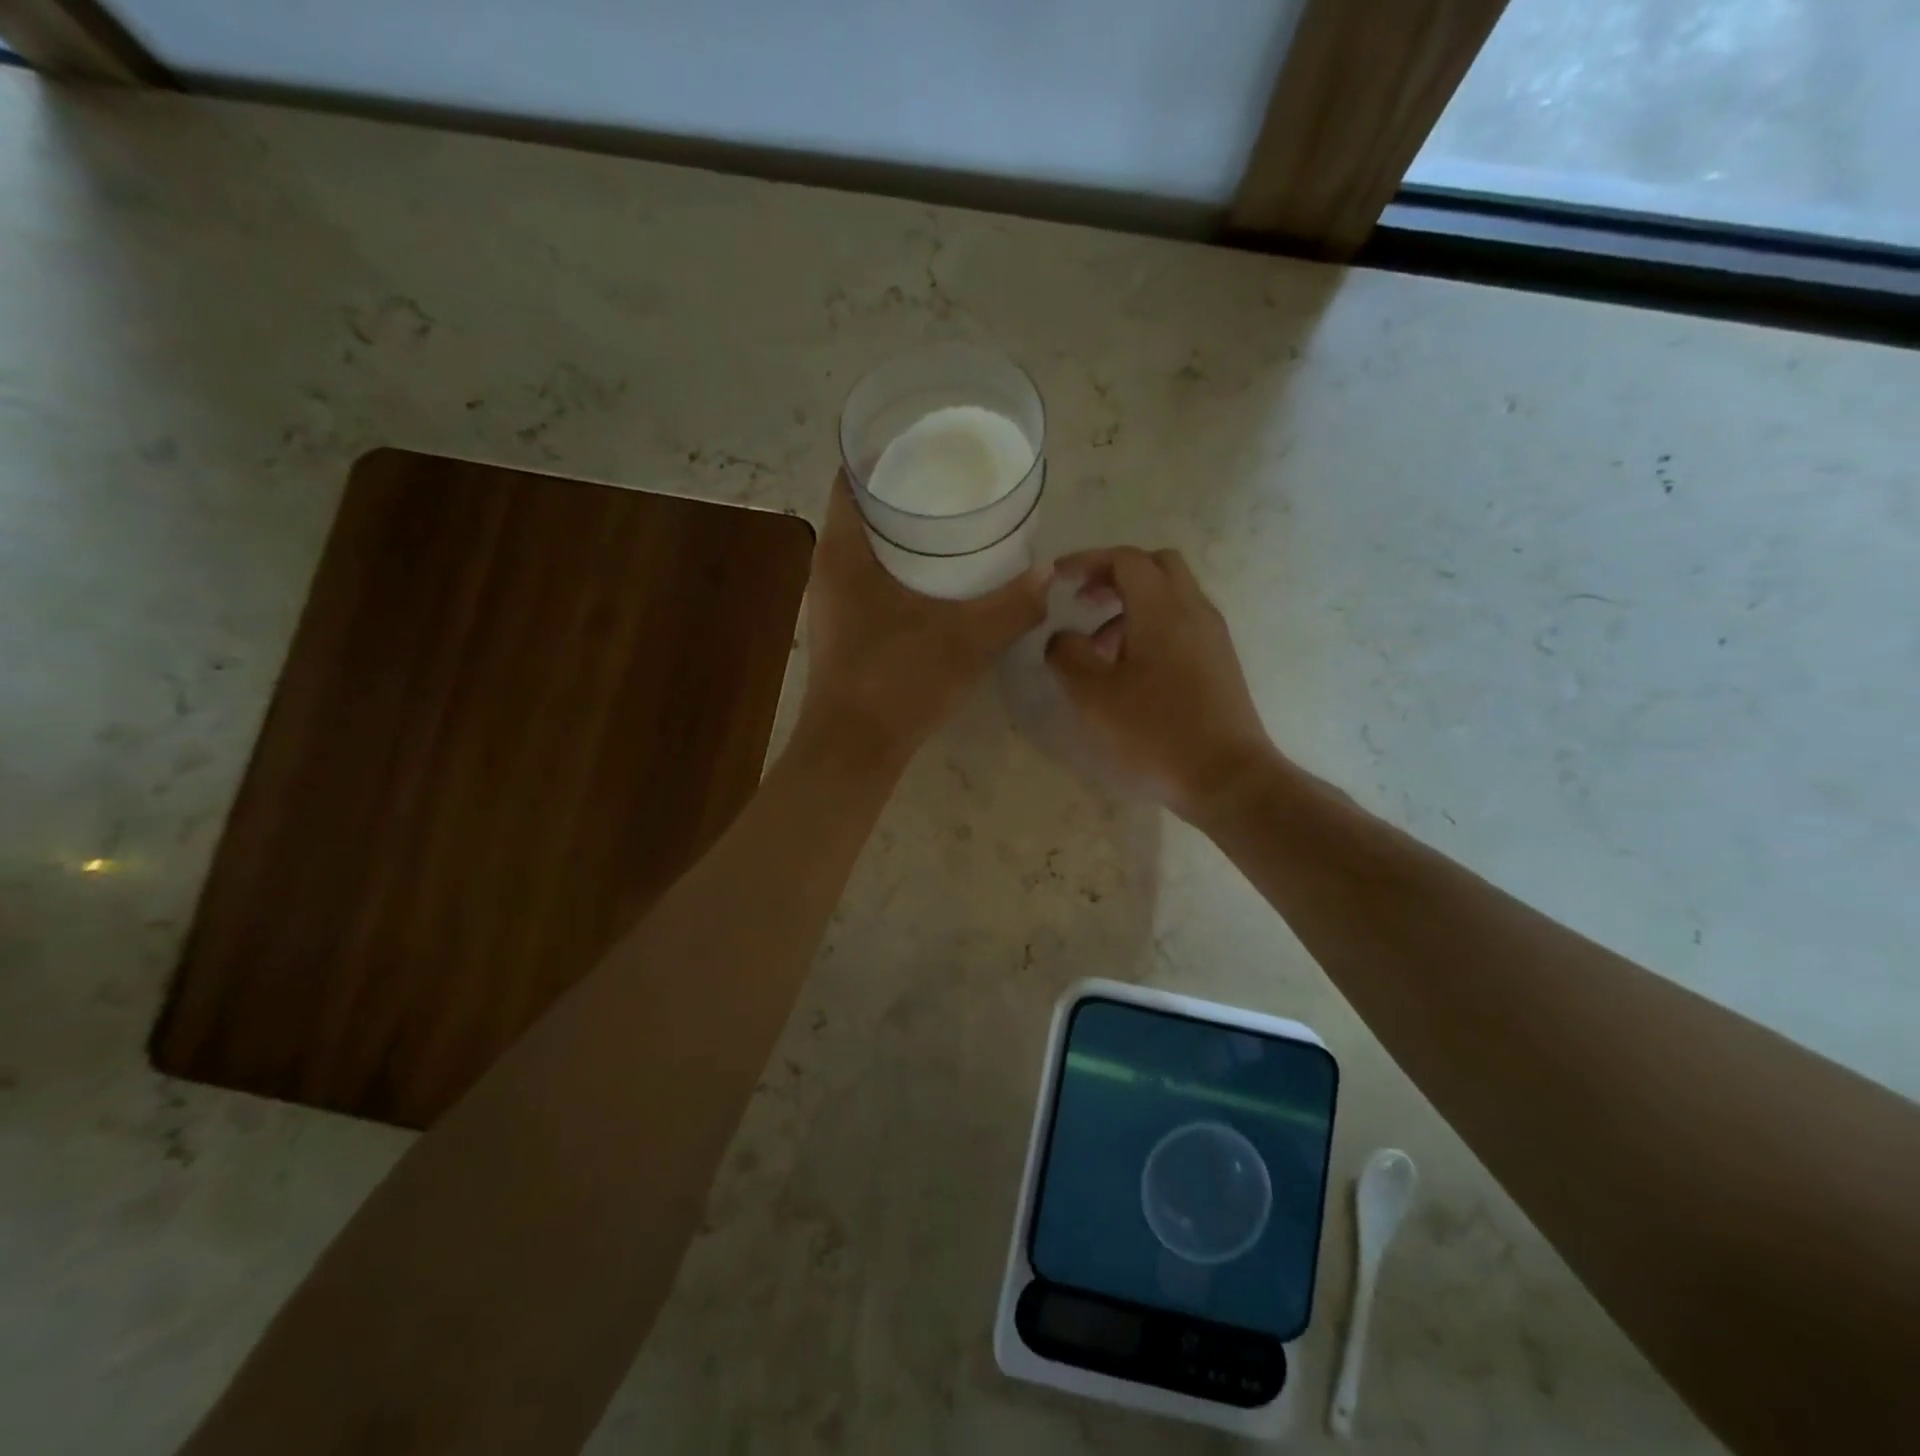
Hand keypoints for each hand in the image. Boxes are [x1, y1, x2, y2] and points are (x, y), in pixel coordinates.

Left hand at [798, 472, 1047, 766]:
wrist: (854, 750)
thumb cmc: (898, 681)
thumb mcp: (965, 640)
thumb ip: (1011, 606)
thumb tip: (1049, 574)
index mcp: (844, 553)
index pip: (851, 479)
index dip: (882, 453)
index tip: (923, 442)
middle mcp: (829, 570)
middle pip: (860, 510)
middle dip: (902, 492)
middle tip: (950, 480)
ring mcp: (833, 603)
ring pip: (865, 549)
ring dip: (900, 534)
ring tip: (948, 523)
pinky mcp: (844, 631)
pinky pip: (868, 580)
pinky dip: (897, 568)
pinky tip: (934, 580)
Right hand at [1045, 547, 1275, 820]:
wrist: (1227, 777)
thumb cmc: (1154, 733)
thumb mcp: (1092, 696)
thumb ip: (1067, 654)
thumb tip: (1063, 637)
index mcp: (1163, 609)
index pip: (1125, 559)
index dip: (1087, 560)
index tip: (1057, 578)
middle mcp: (1194, 610)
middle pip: (1156, 566)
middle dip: (1115, 575)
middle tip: (1084, 601)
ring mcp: (1212, 636)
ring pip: (1171, 596)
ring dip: (1132, 606)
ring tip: (1100, 648)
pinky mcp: (1220, 662)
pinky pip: (1182, 623)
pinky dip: (1152, 627)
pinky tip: (1131, 670)